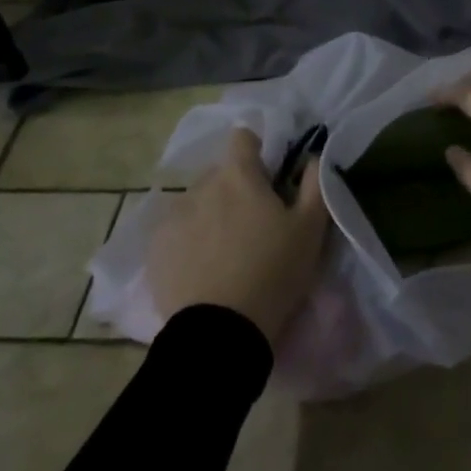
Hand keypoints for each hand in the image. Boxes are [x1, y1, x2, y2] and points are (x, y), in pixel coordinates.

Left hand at [147, 129, 329, 341]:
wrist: (219, 333)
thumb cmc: (272, 273)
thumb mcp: (310, 229)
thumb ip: (315, 184)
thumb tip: (312, 156)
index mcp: (238, 175)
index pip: (242, 137)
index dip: (257, 151)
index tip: (268, 177)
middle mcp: (202, 185)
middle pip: (220, 173)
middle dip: (235, 188)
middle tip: (251, 224)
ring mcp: (173, 216)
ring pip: (197, 202)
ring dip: (210, 214)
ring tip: (224, 252)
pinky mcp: (155, 248)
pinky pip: (175, 231)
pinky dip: (188, 241)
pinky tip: (201, 269)